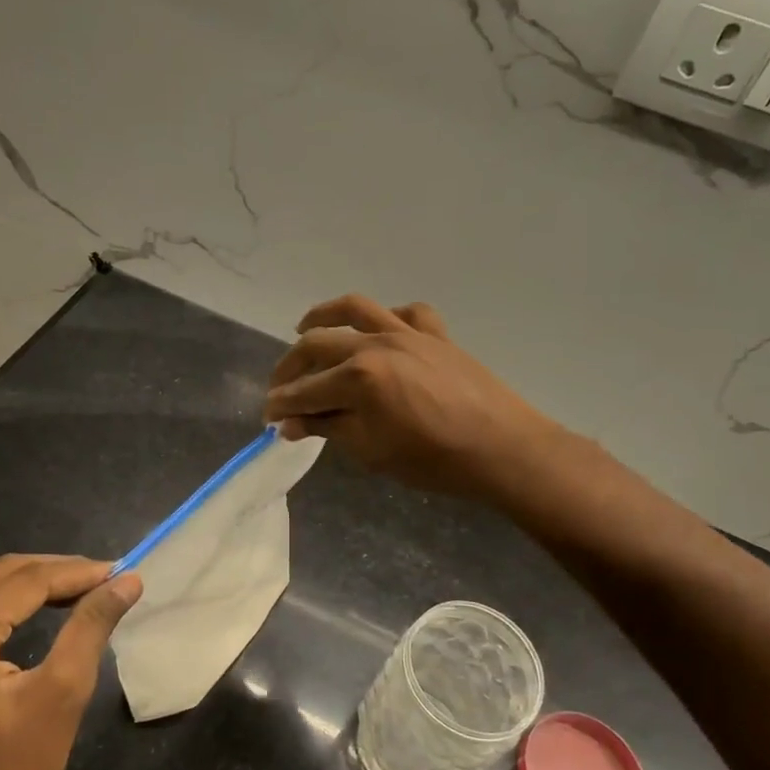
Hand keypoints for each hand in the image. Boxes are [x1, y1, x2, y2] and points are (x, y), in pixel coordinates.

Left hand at [0, 555, 141, 769]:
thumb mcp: (61, 696)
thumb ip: (91, 627)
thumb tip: (127, 581)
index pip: (28, 579)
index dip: (78, 572)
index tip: (120, 572)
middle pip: (0, 572)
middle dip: (54, 572)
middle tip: (102, 583)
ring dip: (21, 580)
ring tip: (67, 594)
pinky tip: (14, 612)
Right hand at [263, 295, 562, 500]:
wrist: (502, 449)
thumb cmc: (433, 460)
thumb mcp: (371, 451)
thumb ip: (329, 429)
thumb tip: (291, 423)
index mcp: (358, 377)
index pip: (305, 390)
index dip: (281, 404)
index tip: (267, 417)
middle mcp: (377, 344)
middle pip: (318, 345)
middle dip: (290, 367)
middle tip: (279, 388)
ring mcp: (408, 333)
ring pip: (356, 309)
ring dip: (324, 316)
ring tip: (305, 326)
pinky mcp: (436, 335)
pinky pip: (406, 314)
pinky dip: (387, 317)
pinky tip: (379, 330)